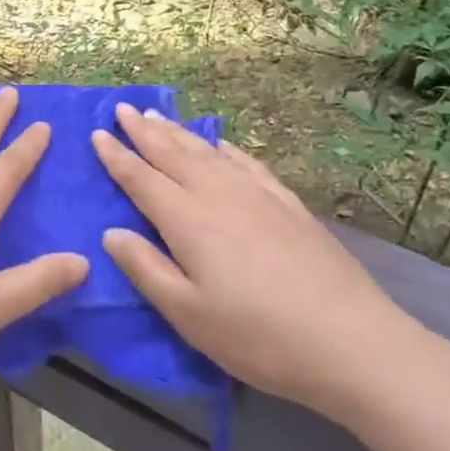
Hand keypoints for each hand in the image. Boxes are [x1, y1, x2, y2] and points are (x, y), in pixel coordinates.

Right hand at [92, 105, 437, 423]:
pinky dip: (227, 148)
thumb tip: (111, 232)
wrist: (352, 342)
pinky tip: (222, 145)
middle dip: (144, 131)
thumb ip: (145, 268)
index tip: (97, 133)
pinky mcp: (289, 206)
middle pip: (173, 154)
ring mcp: (258, 196)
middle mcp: (219, 196)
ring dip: (180, 133)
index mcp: (188, 220)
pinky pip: (248, 163)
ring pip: (209, 152)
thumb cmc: (257, 336)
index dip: (117, 156)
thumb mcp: (187, 314)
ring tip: (159, 116)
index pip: (142, 179)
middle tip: (121, 108)